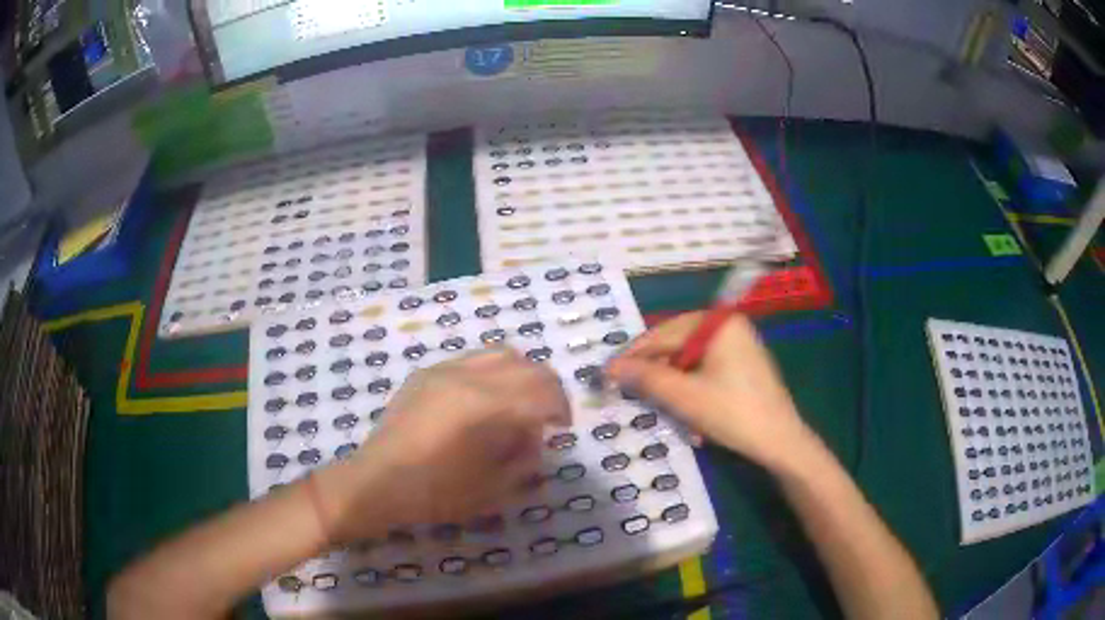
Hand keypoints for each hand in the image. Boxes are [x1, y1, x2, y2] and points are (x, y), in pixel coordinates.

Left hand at [316, 349, 570, 543]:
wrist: (376, 482)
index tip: (563, 428)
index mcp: (485, 407)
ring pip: (500, 354)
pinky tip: (484, 400)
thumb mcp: (492, 487)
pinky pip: (472, 359)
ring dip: (521, 374)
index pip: (541, 391)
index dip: (561, 407)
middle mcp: (467, 377)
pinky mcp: (426, 373)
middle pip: (526, 366)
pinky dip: (493, 372)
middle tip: (549, 415)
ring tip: (520, 402)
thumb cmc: (435, 493)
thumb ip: (524, 456)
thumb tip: (536, 435)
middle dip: (548, 388)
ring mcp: (443, 370)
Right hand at [606, 312, 814, 470]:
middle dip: (657, 374)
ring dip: (675, 388)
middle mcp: (729, 327)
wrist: (780, 441)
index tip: (607, 374)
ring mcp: (740, 346)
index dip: (633, 356)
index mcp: (718, 324)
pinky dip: (694, 391)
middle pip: (678, 347)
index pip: (664, 334)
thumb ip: (646, 378)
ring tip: (665, 412)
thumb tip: (610, 368)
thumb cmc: (732, 413)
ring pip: (691, 363)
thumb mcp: (684, 396)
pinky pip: (707, 372)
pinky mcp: (744, 367)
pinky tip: (691, 418)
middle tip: (632, 394)